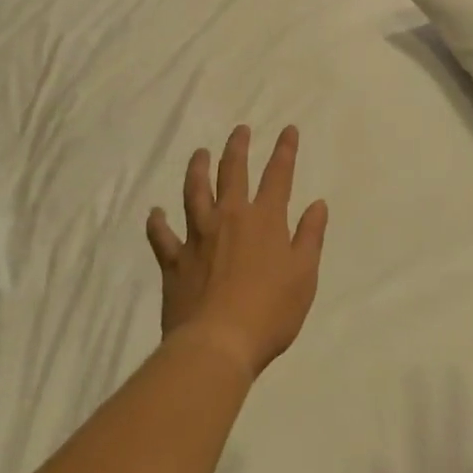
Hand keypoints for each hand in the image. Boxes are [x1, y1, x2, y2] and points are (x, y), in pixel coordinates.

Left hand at [147, 125, 328, 376]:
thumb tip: (317, 204)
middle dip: (238, 148)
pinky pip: (162, 236)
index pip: (278, 176)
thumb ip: (310, 237)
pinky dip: (157, 223)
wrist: (217, 343)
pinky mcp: (174, 260)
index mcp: (265, 220)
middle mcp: (230, 218)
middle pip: (233, 173)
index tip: (288, 129)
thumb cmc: (270, 311)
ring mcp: (198, 236)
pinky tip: (155, 212)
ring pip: (195, 192)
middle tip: (239, 130)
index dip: (285, 150)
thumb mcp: (304, 275)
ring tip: (199, 154)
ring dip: (197, 170)